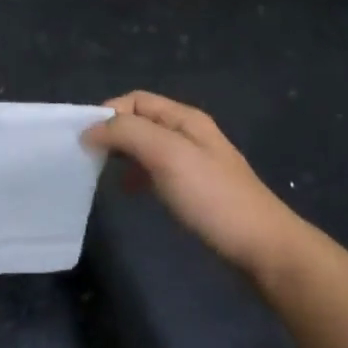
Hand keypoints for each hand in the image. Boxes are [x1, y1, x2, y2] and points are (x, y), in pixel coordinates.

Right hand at [84, 91, 302, 276]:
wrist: (262, 247)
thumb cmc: (212, 198)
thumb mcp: (167, 156)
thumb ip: (128, 134)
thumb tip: (90, 129)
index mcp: (185, 119)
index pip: (136, 100)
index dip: (108, 113)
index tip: (85, 141)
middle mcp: (189, 134)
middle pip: (141, 121)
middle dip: (113, 133)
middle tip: (88, 158)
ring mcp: (194, 162)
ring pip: (148, 147)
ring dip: (123, 155)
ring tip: (103, 176)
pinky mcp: (196, 190)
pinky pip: (157, 171)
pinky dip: (138, 176)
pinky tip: (132, 193)